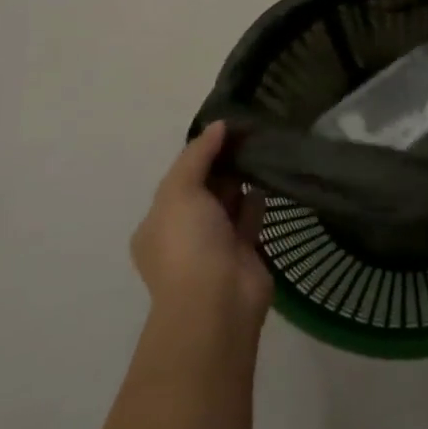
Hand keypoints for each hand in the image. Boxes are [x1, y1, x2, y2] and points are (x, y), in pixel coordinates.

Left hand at [131, 122, 272, 329]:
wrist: (217, 302)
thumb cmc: (188, 243)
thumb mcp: (179, 191)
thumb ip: (197, 155)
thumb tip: (218, 125)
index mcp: (158, 222)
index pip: (179, 178)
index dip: (200, 152)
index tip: (225, 128)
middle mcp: (184, 233)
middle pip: (205, 189)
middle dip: (223, 163)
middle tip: (249, 132)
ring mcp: (215, 245)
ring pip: (229, 202)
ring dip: (242, 179)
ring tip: (262, 147)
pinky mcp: (244, 252)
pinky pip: (250, 218)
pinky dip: (257, 200)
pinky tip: (269, 177)